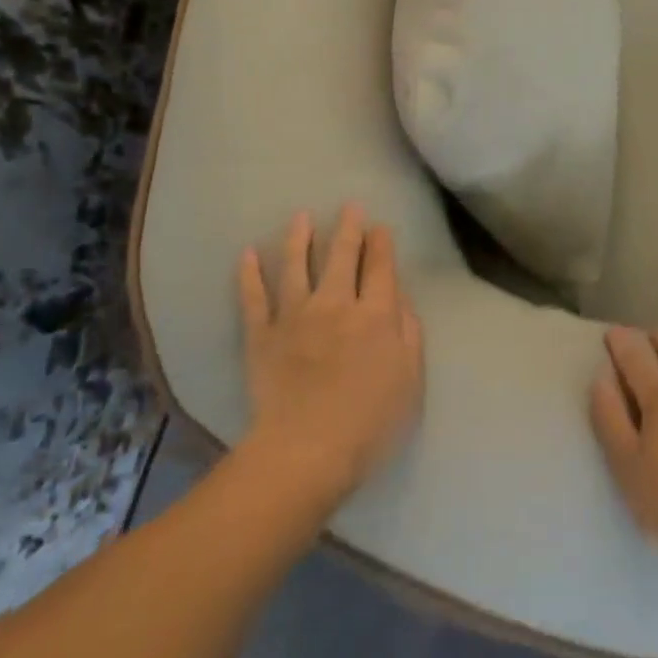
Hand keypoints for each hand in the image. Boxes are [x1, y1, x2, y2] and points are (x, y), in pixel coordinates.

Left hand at [238, 205, 424, 502]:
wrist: (306, 451)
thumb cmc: (370, 421)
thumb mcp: (410, 378)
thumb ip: (408, 332)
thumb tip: (399, 297)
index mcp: (376, 314)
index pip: (381, 267)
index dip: (381, 244)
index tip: (380, 227)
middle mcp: (336, 303)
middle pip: (343, 256)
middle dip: (349, 228)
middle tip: (350, 207)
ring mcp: (295, 316)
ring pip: (297, 266)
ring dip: (300, 238)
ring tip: (301, 216)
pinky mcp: (262, 335)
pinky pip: (254, 297)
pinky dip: (249, 274)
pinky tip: (247, 253)